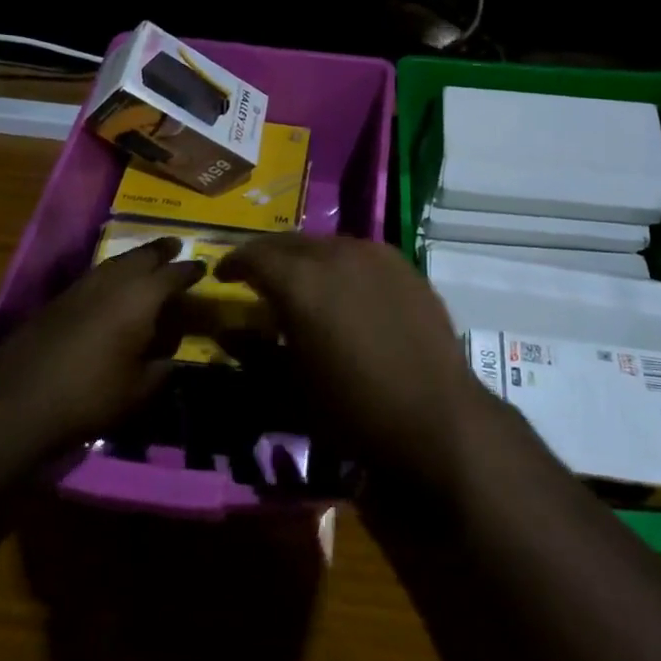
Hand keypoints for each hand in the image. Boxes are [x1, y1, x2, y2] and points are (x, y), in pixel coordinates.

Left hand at [0, 238, 203, 459]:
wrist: (17, 400)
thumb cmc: (90, 395)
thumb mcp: (139, 390)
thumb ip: (162, 369)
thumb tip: (170, 358)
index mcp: (141, 297)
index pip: (174, 274)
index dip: (191, 271)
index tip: (203, 268)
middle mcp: (113, 281)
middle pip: (143, 255)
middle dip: (161, 250)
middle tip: (175, 247)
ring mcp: (82, 286)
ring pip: (115, 262)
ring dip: (134, 259)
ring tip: (146, 261)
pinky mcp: (58, 299)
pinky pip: (96, 275)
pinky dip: (111, 274)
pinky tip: (111, 287)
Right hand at [215, 235, 497, 483]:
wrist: (436, 418)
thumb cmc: (353, 410)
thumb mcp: (289, 389)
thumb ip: (254, 352)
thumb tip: (229, 333)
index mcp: (300, 281)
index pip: (254, 256)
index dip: (234, 263)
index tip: (224, 275)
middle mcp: (336, 254)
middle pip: (289, 242)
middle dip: (267, 256)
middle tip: (256, 276)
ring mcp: (376, 255)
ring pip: (326, 244)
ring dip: (305, 258)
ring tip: (300, 282)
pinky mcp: (404, 266)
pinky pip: (360, 253)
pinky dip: (340, 264)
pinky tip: (344, 289)